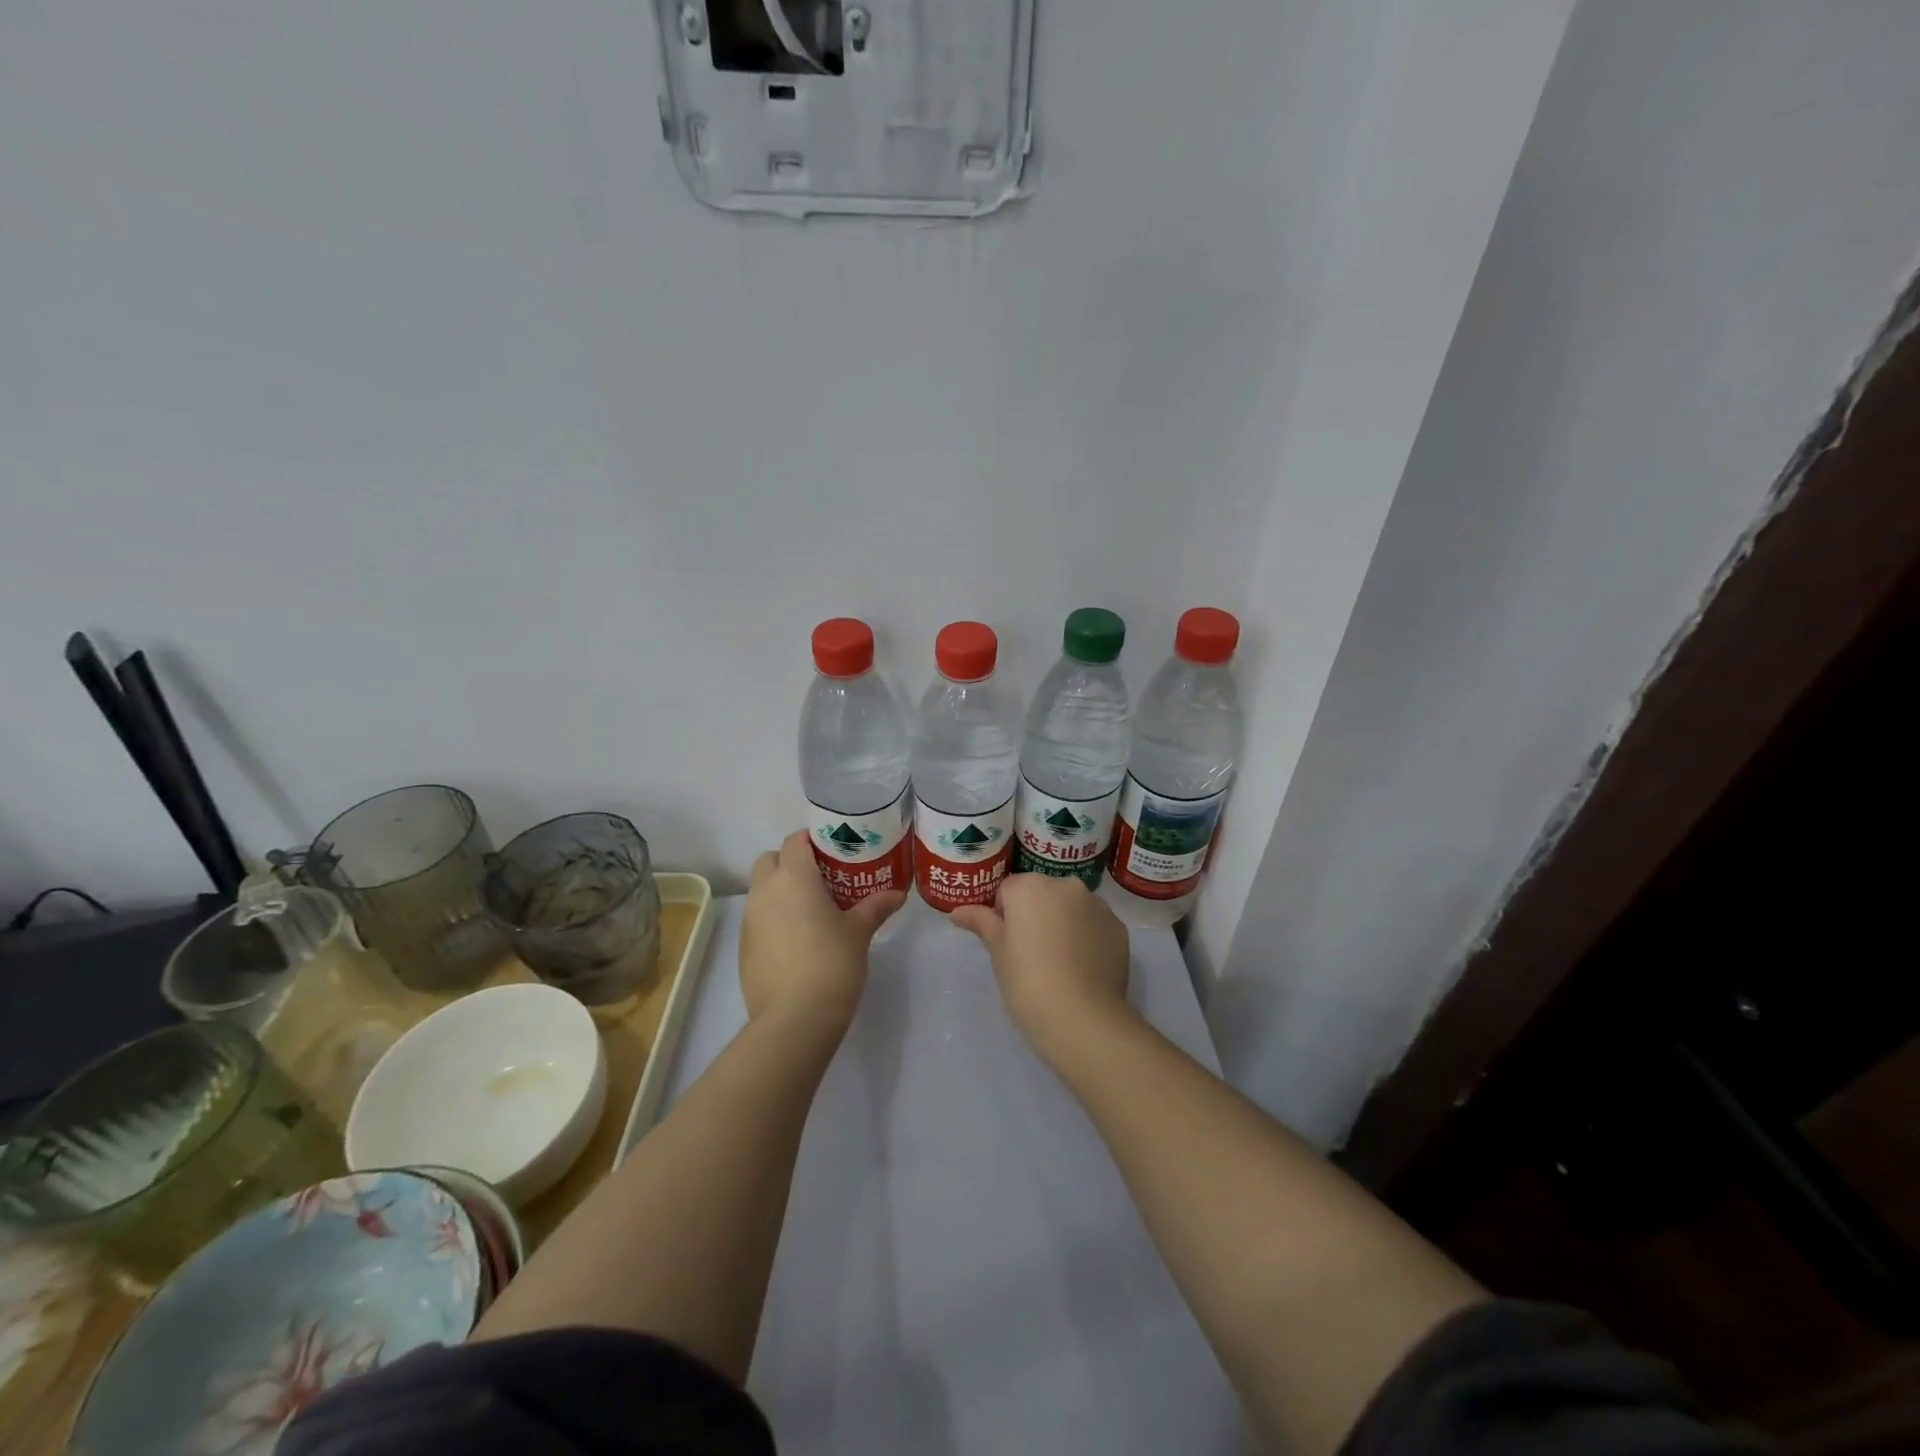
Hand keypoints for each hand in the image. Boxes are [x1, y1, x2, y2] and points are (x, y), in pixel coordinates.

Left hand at [740, 830, 904, 1033]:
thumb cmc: (831, 965)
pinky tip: (797, 939)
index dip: (813, 840)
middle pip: (771, 859)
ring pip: (761, 888)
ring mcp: (750, 919)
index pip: (795, 840)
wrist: (794, 1020)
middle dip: (792, 861)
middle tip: (822, 878)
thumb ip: (876, 907)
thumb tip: (897, 894)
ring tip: (812, 909)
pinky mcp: (744, 946)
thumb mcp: (859, 933)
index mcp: (794, 878)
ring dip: (781, 889)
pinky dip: (773, 916)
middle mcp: (765, 891)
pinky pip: (757, 917)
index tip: (835, 851)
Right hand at [951, 873, 1132, 1063]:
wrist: (1083, 1018)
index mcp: (1030, 887)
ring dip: (1063, 922)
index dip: (1004, 916)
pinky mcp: (1118, 927)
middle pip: (1042, 893)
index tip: (1008, 945)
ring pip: (1071, 906)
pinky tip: (1082, 967)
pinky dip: (1087, 937)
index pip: (1008, 891)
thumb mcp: (998, 953)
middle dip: (1035, 914)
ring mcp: (1097, 905)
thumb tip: (957, 912)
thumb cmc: (1028, 982)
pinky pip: (1095, 924)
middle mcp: (1066, 885)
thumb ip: (981, 923)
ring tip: (1060, 963)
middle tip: (1031, 954)